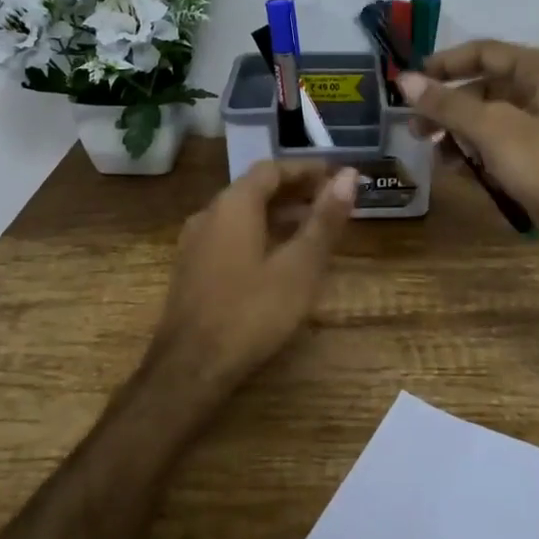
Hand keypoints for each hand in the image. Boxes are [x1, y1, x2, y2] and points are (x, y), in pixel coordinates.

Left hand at [146, 160, 358, 394]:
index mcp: (233, 205)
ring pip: (241, 214)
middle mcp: (209, 214)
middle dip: (294, 190)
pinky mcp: (192, 270)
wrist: (190, 369)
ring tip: (312, 226)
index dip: (306, 169)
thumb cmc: (252, 312)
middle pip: (255, 189)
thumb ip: (324, 219)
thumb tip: (349, 175)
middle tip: (330, 199)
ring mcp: (195, 243)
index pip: (272, 169)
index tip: (336, 174)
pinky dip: (259, 233)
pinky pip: (230, 235)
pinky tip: (278, 257)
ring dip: (277, 213)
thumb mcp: (300, 266)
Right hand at [398, 41, 538, 271]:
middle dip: (447, 105)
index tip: (408, 83)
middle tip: (414, 126)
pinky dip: (477, 150)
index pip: (483, 52)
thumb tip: (406, 80)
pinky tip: (455, 167)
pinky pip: (502, 142)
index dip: (444, 65)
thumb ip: (449, 104)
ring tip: (431, 150)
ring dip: (458, 130)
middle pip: (485, 85)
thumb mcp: (494, 131)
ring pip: (490, 116)